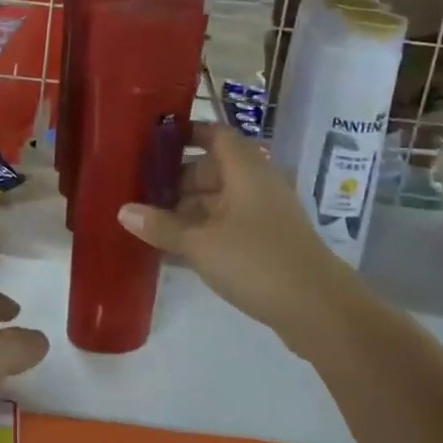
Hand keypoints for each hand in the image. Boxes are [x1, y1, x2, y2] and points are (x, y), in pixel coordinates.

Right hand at [118, 122, 362, 351]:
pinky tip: (173, 249)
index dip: (186, 133)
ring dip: (187, 208)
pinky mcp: (267, 243)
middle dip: (177, 178)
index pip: (215, 134)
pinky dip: (202, 231)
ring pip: (218, 200)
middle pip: (213, 169)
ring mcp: (264, 215)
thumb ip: (161, 225)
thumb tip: (123, 210)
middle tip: (140, 189)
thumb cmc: (256, 261)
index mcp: (246, 170)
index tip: (152, 141)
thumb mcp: (200, 243)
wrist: (319, 309)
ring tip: (148, 221)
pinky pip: (227, 226)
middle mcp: (257, 184)